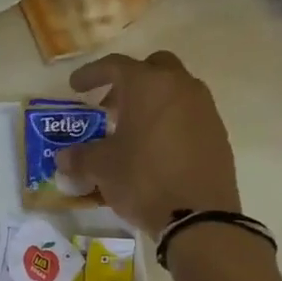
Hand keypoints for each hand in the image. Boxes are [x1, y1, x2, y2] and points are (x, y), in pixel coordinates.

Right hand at [55, 51, 239, 236]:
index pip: (115, 65)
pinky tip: (152, 149)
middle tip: (109, 106)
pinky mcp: (217, 134)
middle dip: (129, 82)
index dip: (91, 73)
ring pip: (173, 91)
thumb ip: (79, 157)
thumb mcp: (100, 167)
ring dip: (150, 103)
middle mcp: (180, 88)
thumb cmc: (142, 178)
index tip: (75, 86)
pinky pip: (187, 115)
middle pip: (153, 68)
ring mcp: (204, 110)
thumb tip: (64, 159)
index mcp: (148, 86)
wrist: (198, 215)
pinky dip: (167, 122)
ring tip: (129, 130)